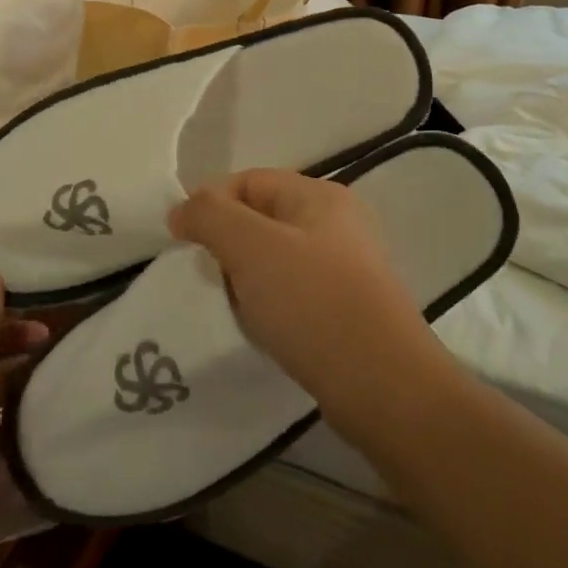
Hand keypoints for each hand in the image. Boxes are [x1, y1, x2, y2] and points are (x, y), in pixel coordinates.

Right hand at [169, 170, 465, 450]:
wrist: (384, 386)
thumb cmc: (313, 303)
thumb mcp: (251, 246)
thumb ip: (210, 215)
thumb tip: (183, 210)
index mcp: (320, 196)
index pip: (249, 181)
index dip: (211, 204)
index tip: (184, 242)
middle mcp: (338, 223)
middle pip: (262, 219)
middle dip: (229, 244)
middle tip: (211, 278)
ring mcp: (348, 268)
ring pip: (277, 259)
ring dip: (248, 279)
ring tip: (236, 308)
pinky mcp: (349, 309)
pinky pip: (296, 293)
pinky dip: (272, 305)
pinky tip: (265, 329)